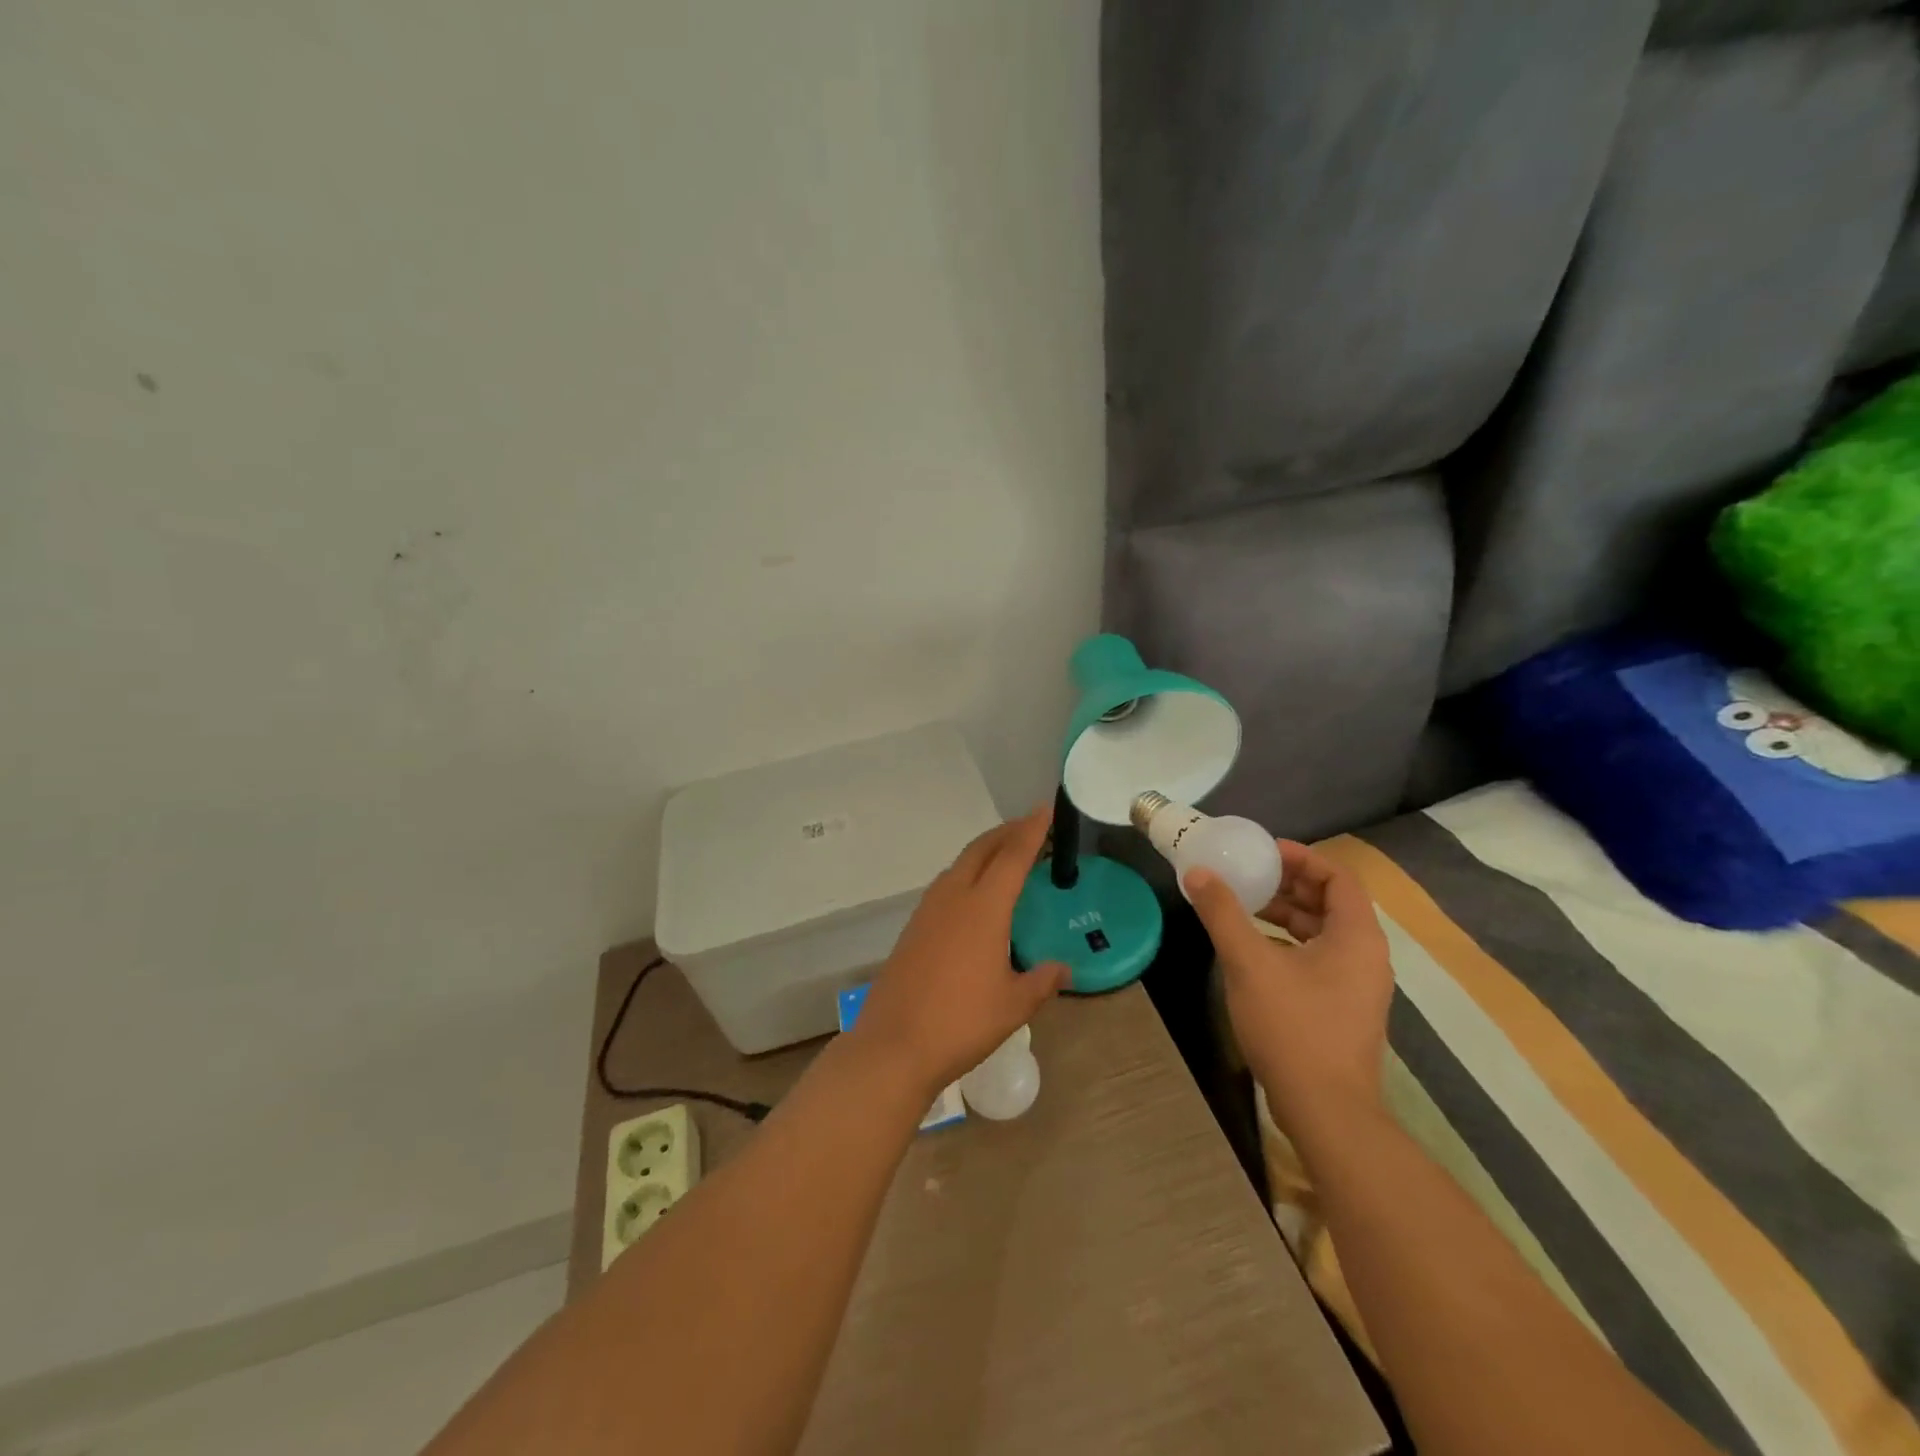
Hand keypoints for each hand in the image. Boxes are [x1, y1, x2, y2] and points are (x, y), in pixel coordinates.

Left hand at [855, 806, 1070, 1093]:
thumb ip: (1041, 981)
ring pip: (960, 864)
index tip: (1045, 809)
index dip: (1031, 830)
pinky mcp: (913, 927)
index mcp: (983, 908)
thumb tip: (1062, 969)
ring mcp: (928, 910)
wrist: (893, 1045)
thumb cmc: (961, 1022)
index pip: (1012, 856)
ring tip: (1005, 855)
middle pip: (981, 850)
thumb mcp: (1013, 1005)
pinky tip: (974, 895)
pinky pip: (946, 885)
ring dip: (984, 851)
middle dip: (1006, 832)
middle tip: (1029, 826)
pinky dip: (967, 873)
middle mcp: (953, 898)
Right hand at [1184, 840, 1392, 1140]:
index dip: (1301, 857)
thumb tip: (1198, 872)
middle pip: (1330, 901)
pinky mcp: (1342, 1007)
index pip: (1338, 876)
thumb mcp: (1249, 963)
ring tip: (1242, 906)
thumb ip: (1222, 913)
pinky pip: (1318, 957)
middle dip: (1287, 884)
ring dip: (1284, 913)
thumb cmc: (1293, 1027)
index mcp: (1356, 936)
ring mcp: (1357, 984)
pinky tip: (1252, 948)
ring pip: (1322, 931)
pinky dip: (1287, 942)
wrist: (1326, 1111)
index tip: (1262, 851)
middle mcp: (1365, 955)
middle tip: (1245, 875)